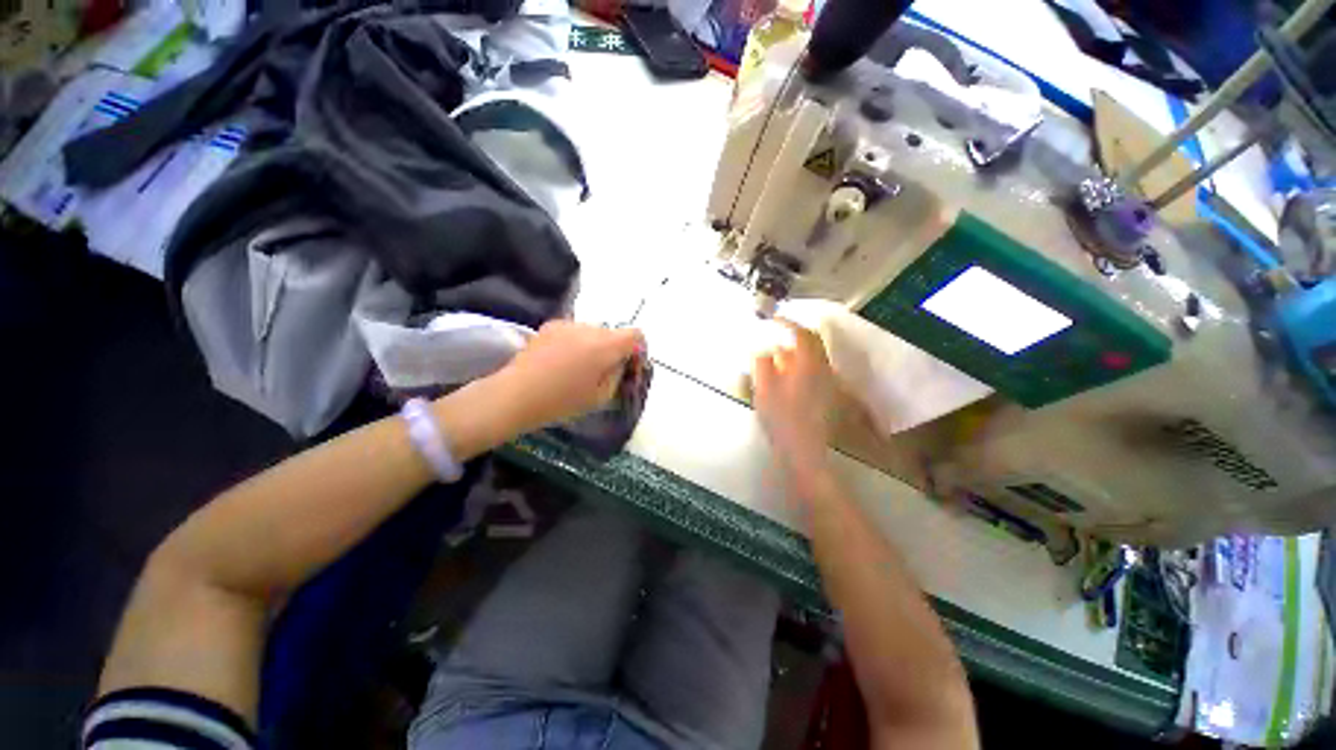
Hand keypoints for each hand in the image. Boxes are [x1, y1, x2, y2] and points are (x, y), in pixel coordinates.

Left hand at [492, 320, 643, 432]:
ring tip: (581, 368)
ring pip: (594, 332)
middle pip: (614, 334)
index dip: (638, 350)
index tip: (630, 368)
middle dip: (616, 350)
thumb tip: (622, 362)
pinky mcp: (551, 325)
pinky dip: (578, 342)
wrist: (517, 395)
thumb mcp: (602, 395)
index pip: (636, 335)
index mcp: (605, 346)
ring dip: (596, 346)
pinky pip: (575, 331)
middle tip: (606, 372)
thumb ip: (618, 374)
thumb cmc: (562, 401)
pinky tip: (563, 361)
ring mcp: (568, 324)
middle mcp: (589, 328)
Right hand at [752, 319, 836, 491]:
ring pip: (815, 357)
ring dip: (797, 351)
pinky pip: (816, 371)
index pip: (802, 334)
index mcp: (808, 364)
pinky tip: (789, 376)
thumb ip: (762, 364)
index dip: (787, 323)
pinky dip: (802, 365)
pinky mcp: (829, 396)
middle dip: (794, 336)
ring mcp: (829, 383)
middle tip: (776, 336)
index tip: (772, 319)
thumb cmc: (781, 418)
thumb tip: (763, 349)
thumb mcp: (764, 389)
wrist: (803, 450)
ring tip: (778, 356)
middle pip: (813, 343)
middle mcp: (823, 369)